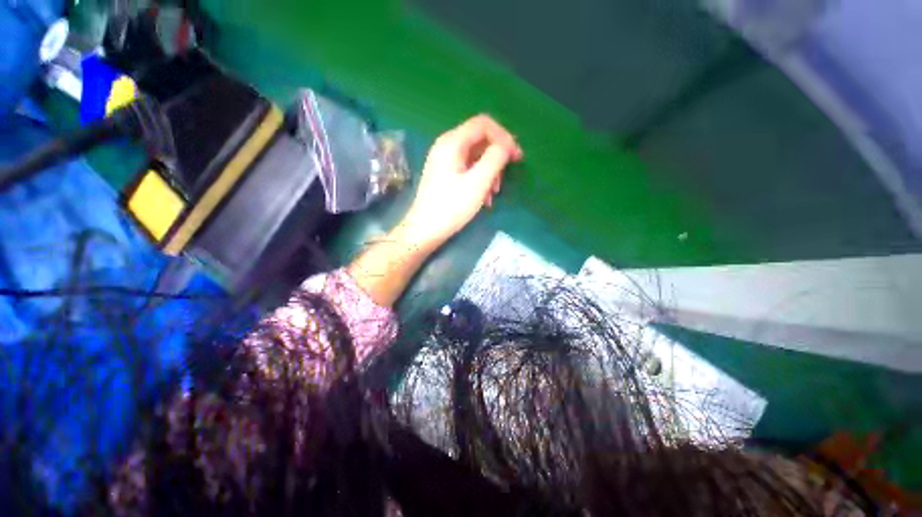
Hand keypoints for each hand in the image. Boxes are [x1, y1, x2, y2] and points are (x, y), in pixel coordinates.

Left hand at [400, 115, 522, 248]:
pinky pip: (467, 168)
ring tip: (494, 193)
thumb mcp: (478, 182)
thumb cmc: (451, 207)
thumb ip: (495, 158)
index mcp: (452, 142)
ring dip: (489, 171)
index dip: (504, 136)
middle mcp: (446, 146)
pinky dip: (479, 179)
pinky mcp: (445, 174)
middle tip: (507, 175)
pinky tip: (484, 197)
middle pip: (480, 140)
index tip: (516, 156)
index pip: (484, 124)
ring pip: (475, 156)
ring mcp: (444, 161)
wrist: (425, 230)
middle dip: (497, 156)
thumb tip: (506, 146)